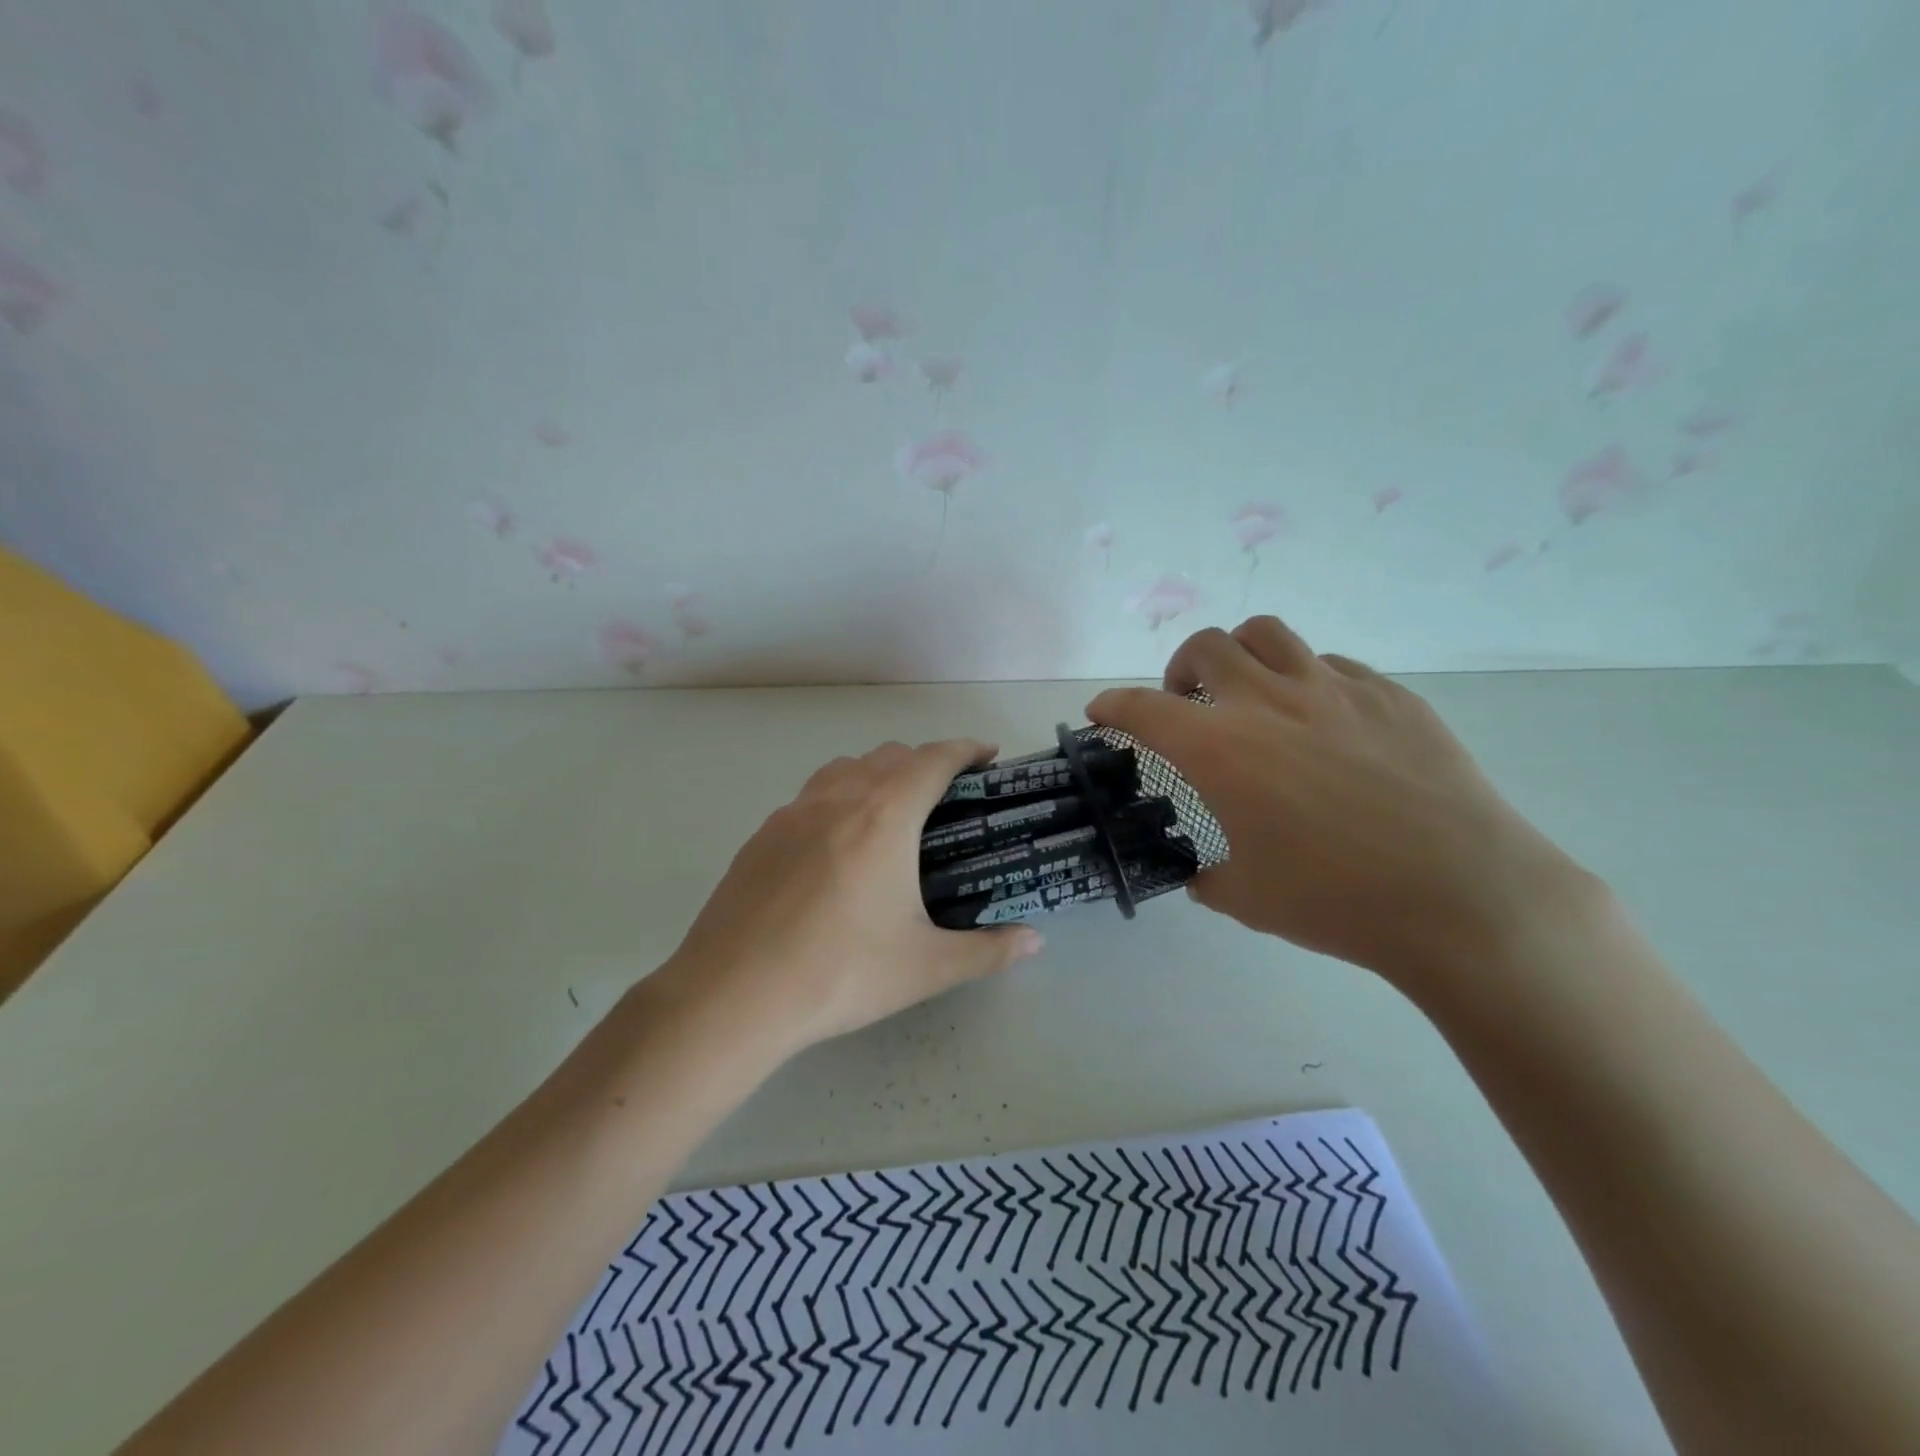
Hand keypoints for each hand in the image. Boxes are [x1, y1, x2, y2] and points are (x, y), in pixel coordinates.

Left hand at [646, 739, 1043, 1063]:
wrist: (732, 995)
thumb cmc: (839, 973)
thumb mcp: (925, 967)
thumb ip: (988, 950)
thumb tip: (1034, 940)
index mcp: (885, 816)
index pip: (934, 759)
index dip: (966, 750)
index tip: (988, 756)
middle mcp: (838, 798)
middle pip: (890, 755)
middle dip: (925, 762)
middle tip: (948, 796)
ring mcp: (792, 813)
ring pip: (845, 768)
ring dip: (878, 773)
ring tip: (893, 812)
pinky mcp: (761, 835)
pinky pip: (811, 796)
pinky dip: (839, 798)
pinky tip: (837, 846)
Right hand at [1087, 618, 1590, 991]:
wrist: (1462, 896)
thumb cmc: (1338, 901)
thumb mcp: (1246, 896)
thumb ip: (1205, 874)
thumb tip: (1199, 871)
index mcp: (1220, 750)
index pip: (1143, 708)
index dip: (1113, 706)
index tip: (1103, 713)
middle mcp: (1268, 702)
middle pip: (1205, 647)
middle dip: (1179, 670)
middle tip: (1187, 705)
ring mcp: (1333, 689)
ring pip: (1267, 634)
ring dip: (1240, 655)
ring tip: (1248, 692)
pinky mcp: (1388, 694)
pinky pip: (1330, 664)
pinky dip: (1304, 681)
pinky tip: (1320, 722)